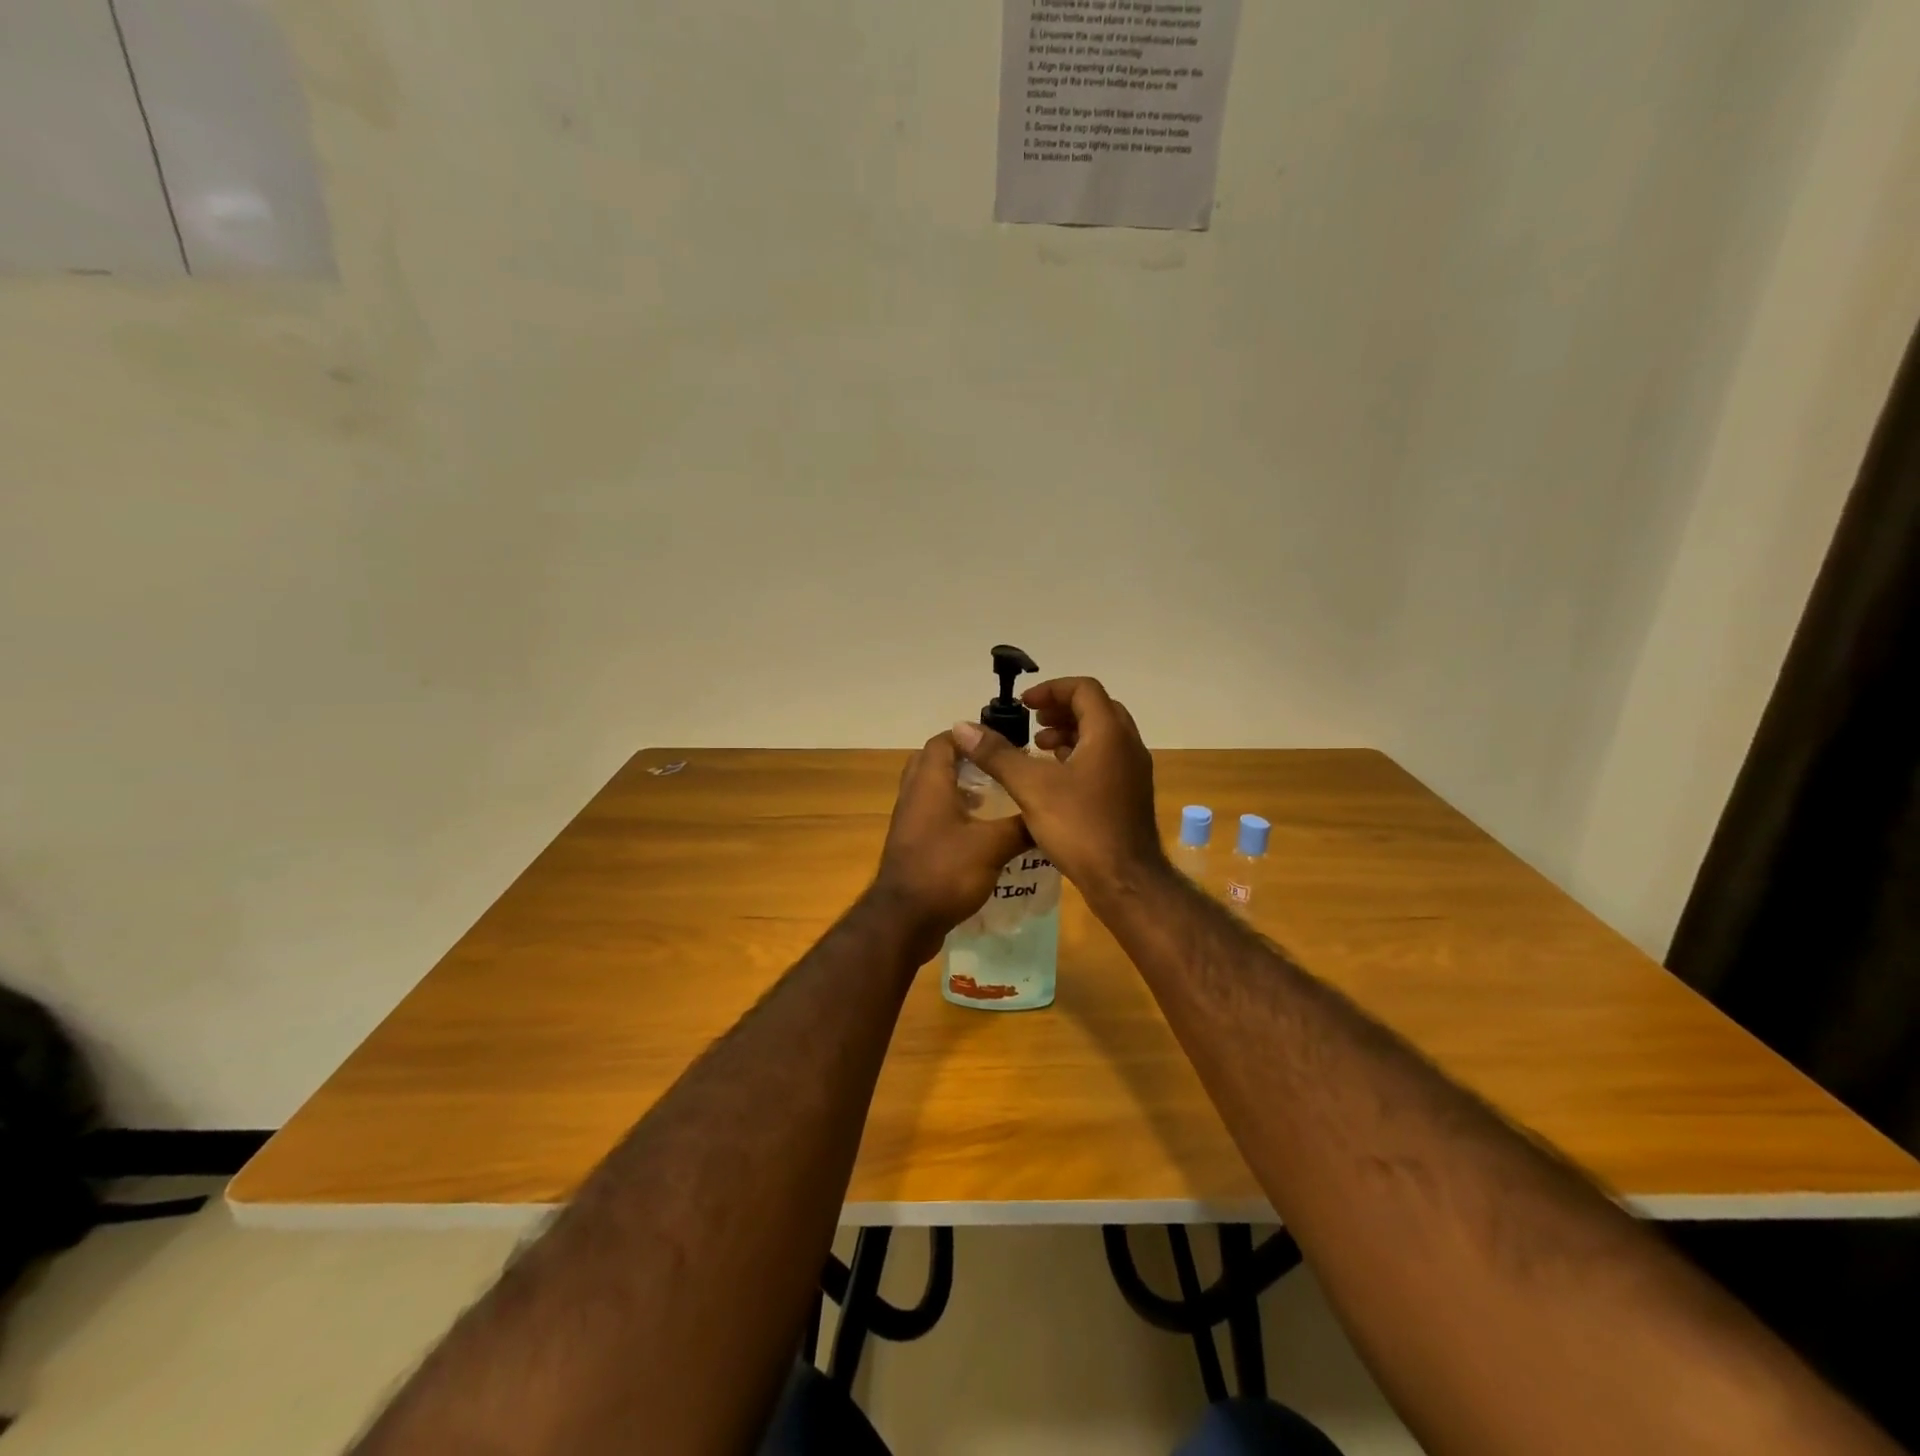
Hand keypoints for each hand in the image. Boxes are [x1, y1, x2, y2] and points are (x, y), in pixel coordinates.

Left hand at [871, 732, 1031, 954]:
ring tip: (994, 796)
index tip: (1002, 742)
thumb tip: (1048, 813)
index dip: (970, 735)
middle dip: (964, 759)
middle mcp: (914, 795)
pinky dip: (953, 812)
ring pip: (932, 790)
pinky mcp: (911, 845)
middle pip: (933, 762)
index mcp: (929, 784)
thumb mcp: (992, 847)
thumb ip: (1021, 826)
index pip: (944, 741)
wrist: (903, 921)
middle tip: (996, 766)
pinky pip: (931, 815)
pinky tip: (980, 831)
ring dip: (959, 787)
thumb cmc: (945, 872)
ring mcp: (909, 822)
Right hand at [950, 677, 1165, 902]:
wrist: (1125, 881)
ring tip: (1038, 749)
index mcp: (1109, 734)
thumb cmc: (1080, 827)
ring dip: (1070, 734)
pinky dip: (1080, 756)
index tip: (1024, 706)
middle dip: (1060, 710)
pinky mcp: (1131, 794)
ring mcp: (1134, 771)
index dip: (1051, 690)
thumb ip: (997, 754)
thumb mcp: (1031, 787)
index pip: (1084, 689)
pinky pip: (1106, 759)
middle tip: (1031, 724)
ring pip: (1102, 736)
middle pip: (1095, 709)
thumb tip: (963, 727)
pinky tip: (1055, 778)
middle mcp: (1128, 745)